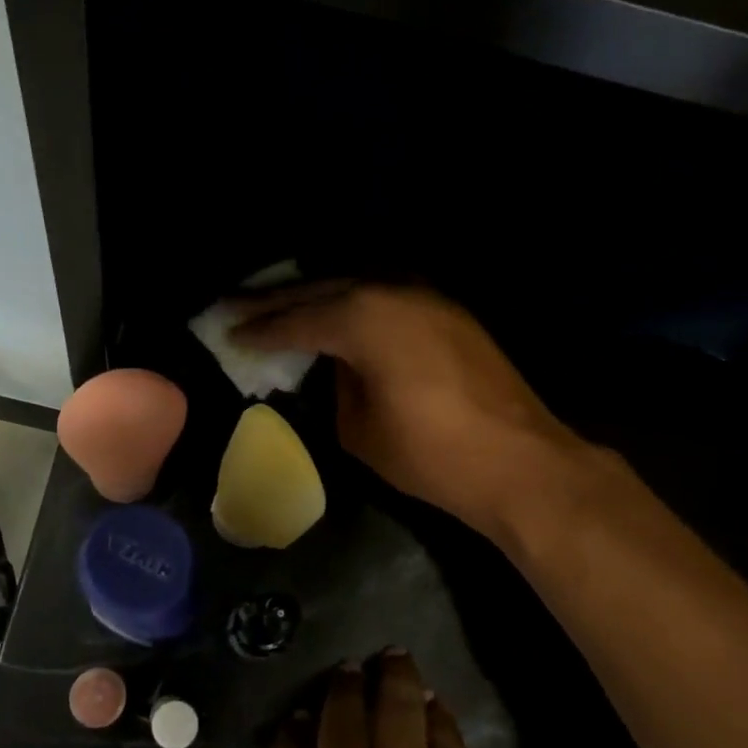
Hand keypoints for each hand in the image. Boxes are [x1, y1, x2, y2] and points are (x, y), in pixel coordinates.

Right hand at [234, 284, 580, 538]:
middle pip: (323, 290)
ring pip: (357, 286)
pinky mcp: (449, 312)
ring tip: (281, 306)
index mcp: (364, 318)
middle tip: (237, 306)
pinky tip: (338, 315)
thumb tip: (332, 368)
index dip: (260, 329)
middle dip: (278, 301)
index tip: (229, 333)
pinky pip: (386, 297)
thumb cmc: (429, 453)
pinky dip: (355, 305)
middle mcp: (393, 291)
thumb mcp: (358, 429)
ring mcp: (427, 297)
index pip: (298, 320)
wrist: (518, 461)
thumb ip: (335, 388)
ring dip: (318, 296)